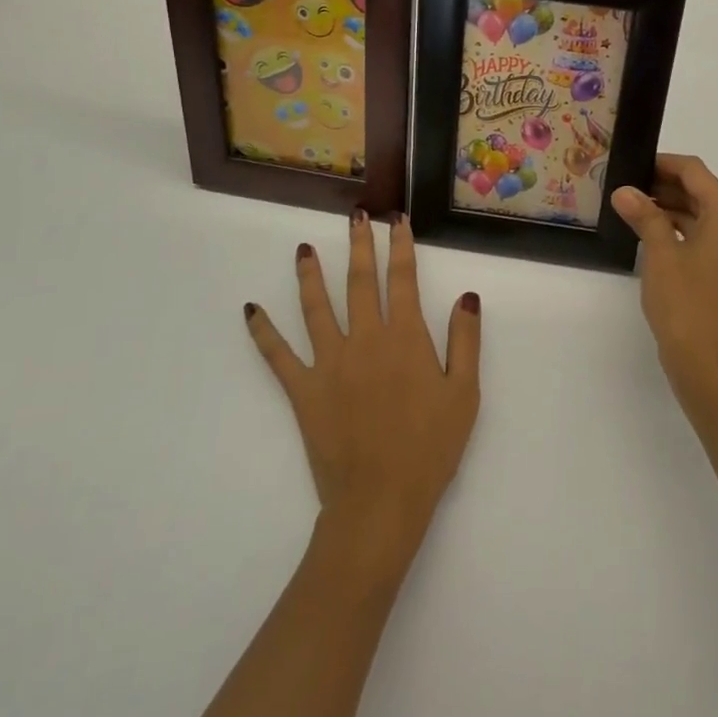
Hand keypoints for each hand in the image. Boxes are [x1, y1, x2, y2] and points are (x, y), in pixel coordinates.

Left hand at [244, 212, 481, 568]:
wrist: (381, 501)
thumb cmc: (430, 448)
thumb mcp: (464, 393)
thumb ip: (465, 340)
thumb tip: (466, 296)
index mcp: (405, 337)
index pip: (402, 279)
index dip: (400, 247)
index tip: (396, 220)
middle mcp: (365, 339)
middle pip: (359, 282)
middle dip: (358, 246)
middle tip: (355, 216)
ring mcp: (330, 363)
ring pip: (316, 308)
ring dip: (310, 275)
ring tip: (303, 249)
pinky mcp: (304, 390)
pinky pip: (278, 356)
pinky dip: (263, 332)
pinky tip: (251, 311)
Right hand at [610, 154, 717, 391]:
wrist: (708, 363)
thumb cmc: (684, 302)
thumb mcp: (659, 254)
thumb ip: (645, 215)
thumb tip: (625, 192)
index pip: (696, 173)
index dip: (664, 164)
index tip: (635, 164)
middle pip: (703, 193)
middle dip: (666, 187)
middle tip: (629, 187)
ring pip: (705, 217)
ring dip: (673, 209)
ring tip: (635, 209)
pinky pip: (709, 239)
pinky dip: (683, 231)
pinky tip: (654, 234)